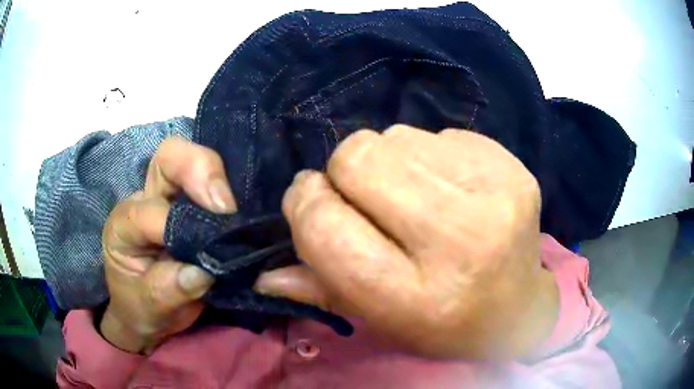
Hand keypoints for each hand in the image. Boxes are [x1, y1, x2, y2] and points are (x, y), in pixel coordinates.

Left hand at [100, 137, 235, 352]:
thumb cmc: (141, 308)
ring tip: (234, 208)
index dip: (180, 228)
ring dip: (215, 175)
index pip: (152, 213)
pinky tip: (241, 209)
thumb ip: (166, 291)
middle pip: (166, 159)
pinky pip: (208, 182)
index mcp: (123, 226)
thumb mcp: (148, 309)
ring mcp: (167, 198)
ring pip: (187, 160)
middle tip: (225, 205)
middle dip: (198, 169)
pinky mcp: (189, 204)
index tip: (215, 251)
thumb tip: (201, 273)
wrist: (147, 311)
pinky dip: (228, 188)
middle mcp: (143, 201)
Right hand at [255, 125, 558, 358]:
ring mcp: (495, 194)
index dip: (305, 205)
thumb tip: (262, 273)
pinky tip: (450, 187)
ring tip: (414, 196)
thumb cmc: (444, 324)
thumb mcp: (380, 320)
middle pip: (358, 160)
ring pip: (395, 136)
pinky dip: (429, 154)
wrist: (517, 309)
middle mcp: (460, 241)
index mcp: (417, 297)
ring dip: (388, 161)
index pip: (326, 226)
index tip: (311, 201)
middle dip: (344, 173)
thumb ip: (321, 290)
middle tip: (365, 198)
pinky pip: (438, 132)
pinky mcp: (512, 165)